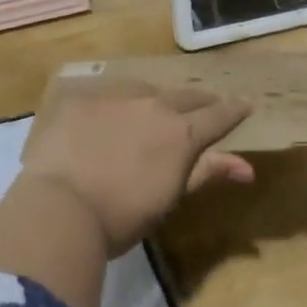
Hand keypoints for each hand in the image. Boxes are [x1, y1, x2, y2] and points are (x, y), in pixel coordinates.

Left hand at [21, 79, 254, 254]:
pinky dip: (116, 104)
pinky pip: (107, 94)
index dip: (234, 110)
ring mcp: (114, 98)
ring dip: (157, 98)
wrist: (59, 209)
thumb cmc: (122, 216)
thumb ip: (206, 174)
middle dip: (200, 100)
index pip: (218, 115)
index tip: (245, 104)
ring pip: (146, 90)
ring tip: (156, 107)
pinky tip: (109, 114)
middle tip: (206, 104)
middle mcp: (153, 106)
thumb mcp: (170, 199)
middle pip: (186, 95)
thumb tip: (247, 168)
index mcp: (181, 134)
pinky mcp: (81, 99)